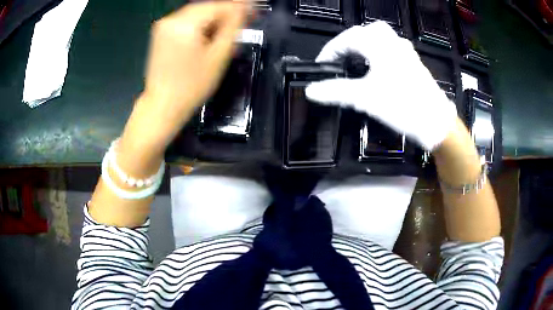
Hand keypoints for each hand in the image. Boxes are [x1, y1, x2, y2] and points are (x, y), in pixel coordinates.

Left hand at [123, 1, 249, 153]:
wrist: (162, 105)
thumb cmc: (191, 86)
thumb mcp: (218, 56)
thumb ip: (233, 27)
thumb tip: (244, 9)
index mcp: (184, 24)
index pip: (218, 6)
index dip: (239, 7)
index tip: (254, 10)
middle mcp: (170, 20)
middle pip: (207, 6)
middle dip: (226, 12)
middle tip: (245, 19)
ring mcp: (163, 26)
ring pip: (197, 12)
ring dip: (215, 17)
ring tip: (228, 29)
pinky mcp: (161, 33)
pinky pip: (186, 20)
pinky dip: (201, 23)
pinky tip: (210, 33)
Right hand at [305, 22, 457, 150]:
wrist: (436, 122)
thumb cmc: (402, 106)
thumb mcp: (365, 98)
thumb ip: (336, 91)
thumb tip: (311, 91)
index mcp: (379, 45)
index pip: (346, 38)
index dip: (330, 50)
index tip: (322, 65)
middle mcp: (393, 43)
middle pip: (364, 32)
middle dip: (348, 44)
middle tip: (340, 60)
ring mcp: (406, 52)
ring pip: (380, 39)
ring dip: (364, 47)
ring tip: (356, 64)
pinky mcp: (413, 64)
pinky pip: (392, 50)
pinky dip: (379, 55)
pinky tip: (377, 71)